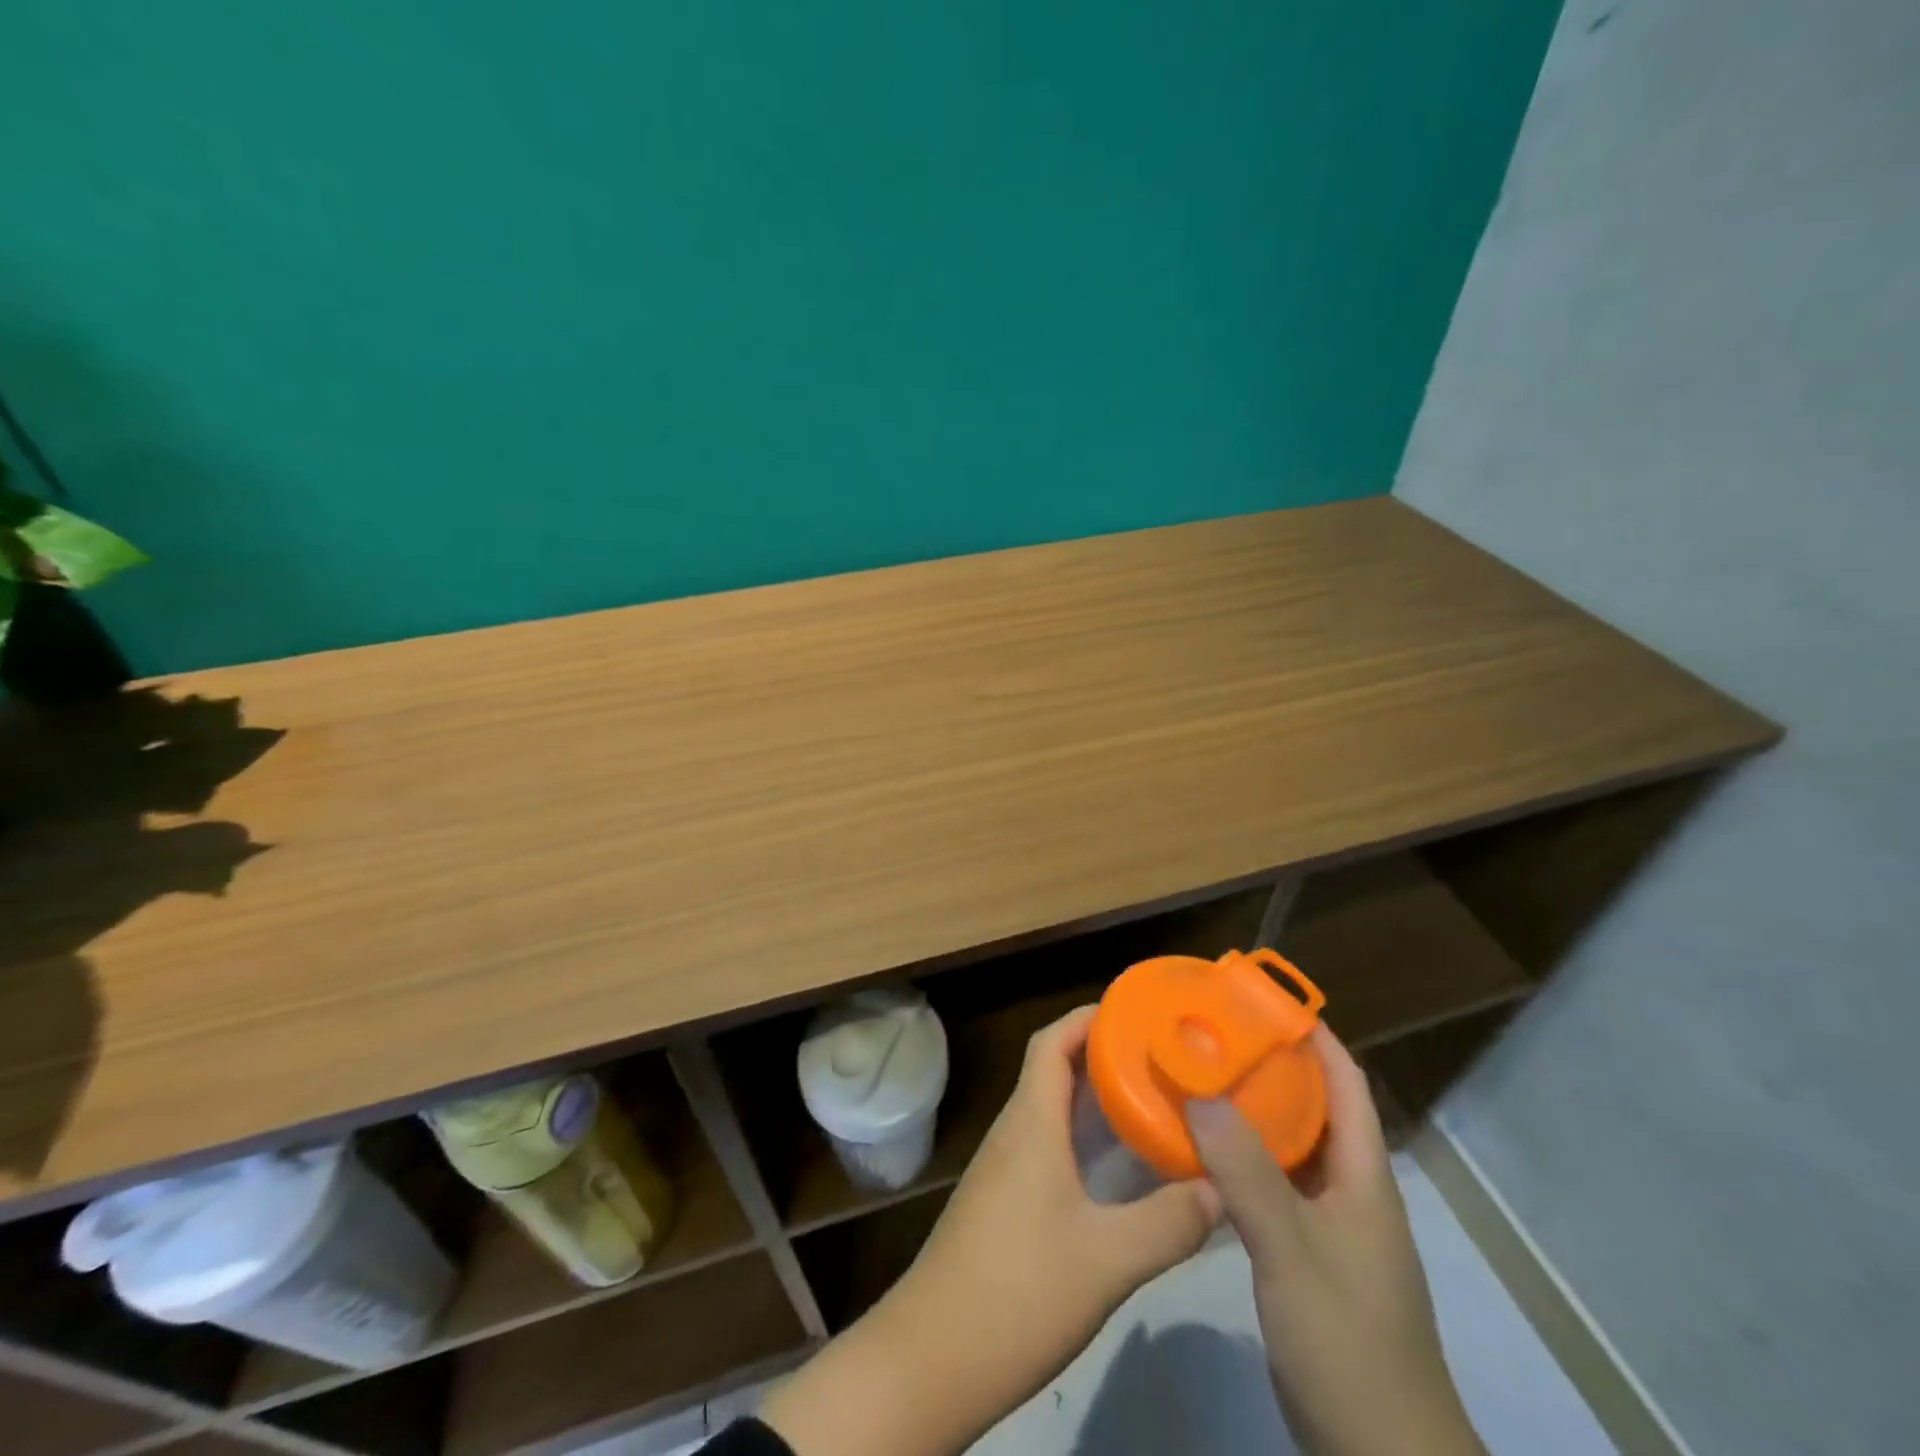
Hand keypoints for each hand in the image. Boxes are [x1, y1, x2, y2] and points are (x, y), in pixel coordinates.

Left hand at [764, 1006, 1219, 1455]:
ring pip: (1052, 1111)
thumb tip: (1221, 1190)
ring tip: (1153, 1103)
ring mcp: (1005, 1168)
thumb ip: (1168, 1222)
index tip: (1137, 1013)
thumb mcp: (1107, 1260)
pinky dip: (1083, 1140)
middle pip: (1055, 1070)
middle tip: (1162, 1058)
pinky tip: (1119, 1169)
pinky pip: (1048, 1146)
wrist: (933, 1357)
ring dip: (1095, 1100)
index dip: (1088, 1018)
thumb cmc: (1018, 1290)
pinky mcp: (1004, 1202)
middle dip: (1104, 1056)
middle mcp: (1015, 1132)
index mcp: (1031, 1122)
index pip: (1052, 1042)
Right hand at [1187, 1024, 1485, 1455]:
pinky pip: (1271, 1184)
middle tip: (1209, 1034)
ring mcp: (1329, 1226)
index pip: (1344, 1081)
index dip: (1310, 1034)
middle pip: (1313, 1106)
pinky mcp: (1306, 1255)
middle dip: (1267, 1065)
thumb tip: (1200, 1093)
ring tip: (1196, 1079)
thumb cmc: (1348, 1341)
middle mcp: (1349, 1190)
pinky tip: (1200, 1153)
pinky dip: (1240, 1158)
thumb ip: (1247, 1172)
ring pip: (1289, 1146)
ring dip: (1250, 1111)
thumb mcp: (1292, 1251)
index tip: (1257, 999)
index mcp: (1362, 1175)